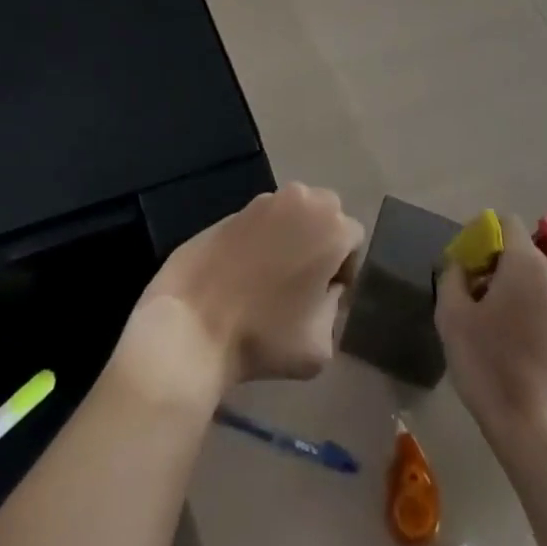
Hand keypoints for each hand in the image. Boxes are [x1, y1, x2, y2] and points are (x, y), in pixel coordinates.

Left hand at [114, 183, 363, 410]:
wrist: (192, 325)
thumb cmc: (264, 337)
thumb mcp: (320, 344)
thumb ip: (335, 310)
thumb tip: (325, 292)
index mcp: (330, 227)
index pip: (354, 239)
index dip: (345, 269)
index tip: (325, 297)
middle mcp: (302, 201)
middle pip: (326, 213)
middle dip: (322, 240)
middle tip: (304, 281)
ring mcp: (263, 201)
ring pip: (293, 211)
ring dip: (292, 234)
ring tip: (272, 276)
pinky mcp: (232, 209)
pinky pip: (262, 219)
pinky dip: (262, 237)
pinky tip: (244, 271)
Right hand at [435, 224, 546, 445]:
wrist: (537, 430)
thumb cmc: (490, 365)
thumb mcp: (453, 315)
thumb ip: (452, 276)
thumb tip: (459, 265)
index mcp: (526, 262)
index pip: (504, 222)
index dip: (478, 233)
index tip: (460, 260)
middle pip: (516, 246)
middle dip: (488, 258)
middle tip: (464, 288)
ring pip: (526, 271)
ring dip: (501, 280)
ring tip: (478, 313)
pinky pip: (537, 293)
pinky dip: (517, 298)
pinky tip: (499, 332)